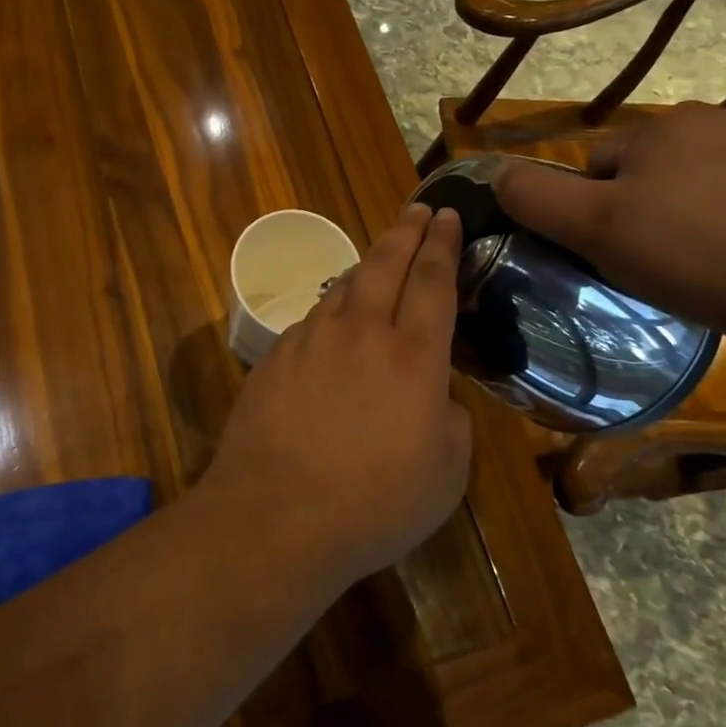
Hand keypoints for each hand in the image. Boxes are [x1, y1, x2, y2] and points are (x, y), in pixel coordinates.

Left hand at [206, 203, 472, 587]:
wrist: (275, 517)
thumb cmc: (374, 504)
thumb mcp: (446, 473)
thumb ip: (451, 421)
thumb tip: (436, 397)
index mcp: (413, 356)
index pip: (434, 281)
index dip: (444, 244)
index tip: (450, 215)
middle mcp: (361, 332)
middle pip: (386, 263)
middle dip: (407, 230)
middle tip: (420, 209)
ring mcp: (311, 340)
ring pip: (344, 286)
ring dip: (367, 266)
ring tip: (380, 259)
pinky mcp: (275, 357)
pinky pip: (313, 319)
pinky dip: (333, 310)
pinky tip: (335, 324)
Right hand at [494, 104, 725, 344]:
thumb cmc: (692, 253)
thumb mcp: (594, 227)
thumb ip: (535, 197)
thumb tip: (497, 174)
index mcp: (666, 124)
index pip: (596, 164)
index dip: (589, 212)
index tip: (607, 253)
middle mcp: (719, 121)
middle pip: (642, 175)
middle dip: (635, 214)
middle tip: (647, 265)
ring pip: (689, 190)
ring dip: (678, 222)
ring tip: (691, 270)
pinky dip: (723, 229)